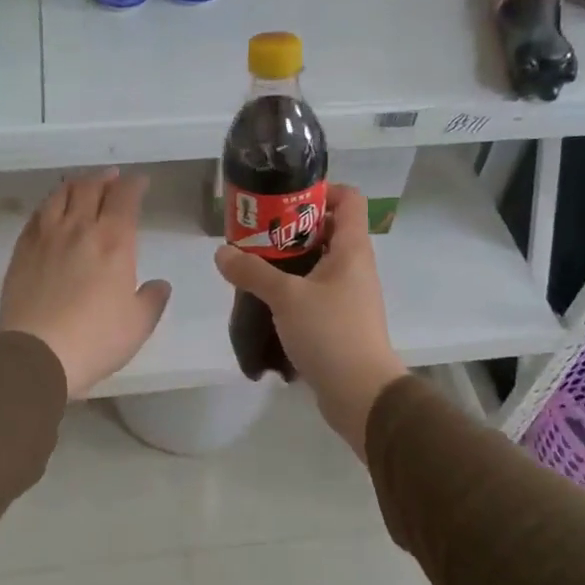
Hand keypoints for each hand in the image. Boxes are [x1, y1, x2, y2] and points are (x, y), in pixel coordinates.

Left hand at [0, 170, 171, 398]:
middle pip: (91, 188)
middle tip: (113, 178)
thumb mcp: (139, 324)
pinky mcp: (22, 251)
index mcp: (114, 242)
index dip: (134, 185)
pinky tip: (50, 210)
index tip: (141, 182)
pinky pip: (36, 216)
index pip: (125, 198)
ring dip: (75, 185)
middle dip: (105, 178)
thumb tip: (159, 284)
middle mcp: (80, 229)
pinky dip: (48, 205)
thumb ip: (152, 299)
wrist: (37, 353)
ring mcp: (46, 237)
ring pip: (59, 196)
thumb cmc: (96, 339)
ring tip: (81, 185)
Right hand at [214, 185, 407, 459]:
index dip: (321, 191)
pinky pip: (316, 292)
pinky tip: (266, 300)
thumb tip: (222, 253)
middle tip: (257, 233)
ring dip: (289, 261)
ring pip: (319, 263)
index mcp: (352, 249)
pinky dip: (293, 290)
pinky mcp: (340, 320)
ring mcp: (349, 295)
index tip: (285, 199)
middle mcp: (355, 266)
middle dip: (292, 227)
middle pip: (328, 230)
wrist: (361, 393)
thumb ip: (252, 272)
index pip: (349, 199)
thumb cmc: (330, 333)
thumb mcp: (286, 297)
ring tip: (254, 265)